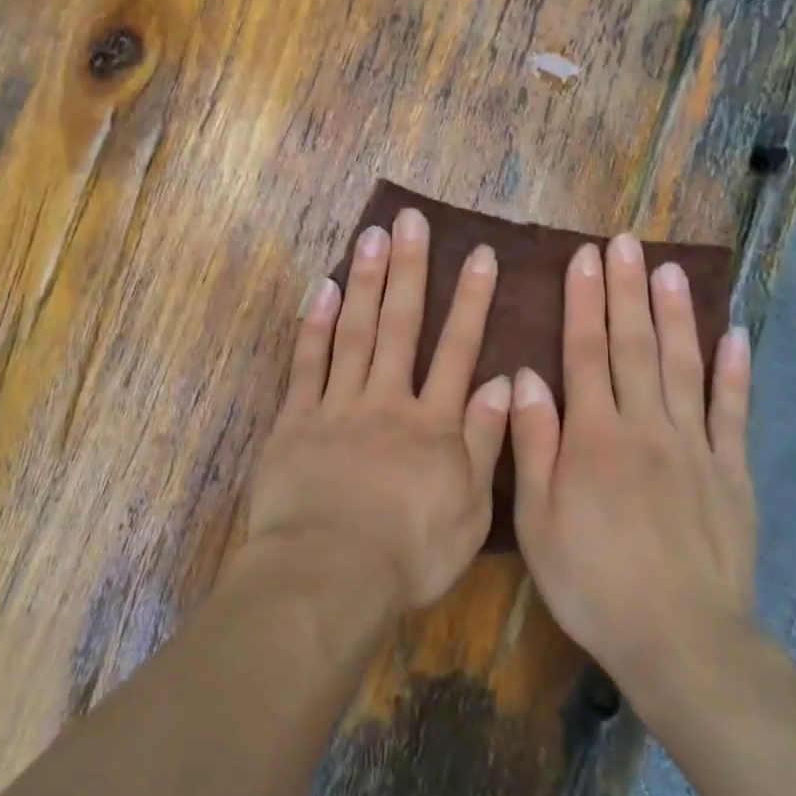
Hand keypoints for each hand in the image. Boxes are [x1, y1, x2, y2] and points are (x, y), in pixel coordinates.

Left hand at [246, 207, 511, 618]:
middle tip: (409, 220)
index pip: (457, 349)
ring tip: (370, 236)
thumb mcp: (469, 510)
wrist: (329, 575)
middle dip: (408, 269)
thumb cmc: (408, 554)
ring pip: (354, 331)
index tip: (478, 254)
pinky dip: (313, 324)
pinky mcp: (296, 419)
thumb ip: (484, 443)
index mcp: (432, 424)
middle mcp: (386, 400)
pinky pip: (306, 363)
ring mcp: (337, 405)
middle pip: (400, 325)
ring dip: (364, 281)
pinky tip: (320, 287)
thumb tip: (500, 382)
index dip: (469, 300)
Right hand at [508, 233, 755, 689]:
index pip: (585, 352)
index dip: (583, 301)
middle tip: (625, 242)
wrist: (679, 639)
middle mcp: (645, 427)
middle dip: (626, 290)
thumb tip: (525, 377)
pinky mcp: (732, 473)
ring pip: (684, 365)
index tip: (584, 258)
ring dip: (676, 314)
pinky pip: (733, 412)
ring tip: (671, 269)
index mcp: (594, 436)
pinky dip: (734, 371)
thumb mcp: (537, 520)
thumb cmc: (592, 580)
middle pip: (634, 345)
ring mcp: (695, 447)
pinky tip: (735, 335)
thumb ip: (532, 444)